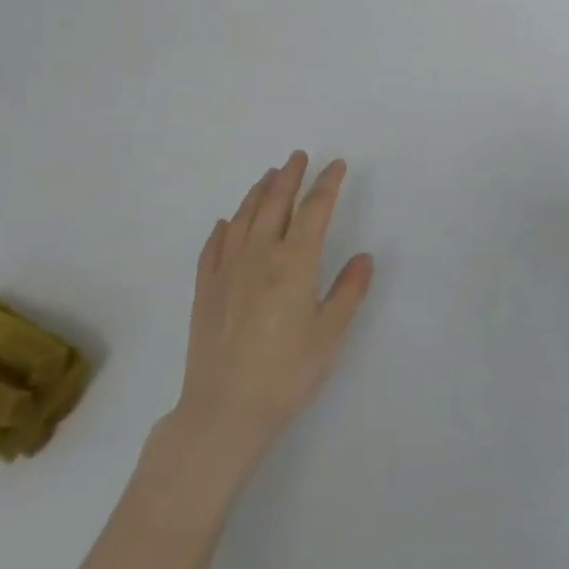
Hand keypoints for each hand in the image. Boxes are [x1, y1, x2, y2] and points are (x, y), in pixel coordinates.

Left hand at [163, 152, 374, 479]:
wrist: (223, 411)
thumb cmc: (285, 373)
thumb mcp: (329, 335)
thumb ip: (348, 292)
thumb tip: (364, 257)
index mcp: (294, 263)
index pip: (314, 210)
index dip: (327, 184)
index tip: (336, 165)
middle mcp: (259, 255)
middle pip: (275, 203)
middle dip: (290, 176)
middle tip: (298, 157)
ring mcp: (227, 270)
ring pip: (243, 218)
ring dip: (258, 192)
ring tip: (269, 176)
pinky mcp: (204, 290)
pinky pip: (213, 247)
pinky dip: (223, 229)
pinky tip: (226, 223)